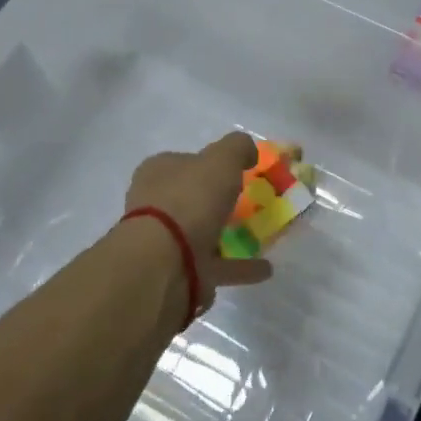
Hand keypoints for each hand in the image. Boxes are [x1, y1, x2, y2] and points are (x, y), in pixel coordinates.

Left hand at [125, 132, 273, 307]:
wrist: (164, 263)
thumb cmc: (190, 200)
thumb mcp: (221, 160)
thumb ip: (237, 148)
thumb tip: (248, 150)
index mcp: (158, 172)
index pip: (184, 161)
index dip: (210, 164)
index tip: (238, 171)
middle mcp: (156, 204)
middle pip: (192, 198)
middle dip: (218, 201)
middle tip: (251, 203)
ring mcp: (165, 241)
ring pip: (202, 233)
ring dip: (228, 235)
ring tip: (262, 235)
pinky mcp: (179, 272)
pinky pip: (215, 265)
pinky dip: (238, 266)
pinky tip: (264, 268)